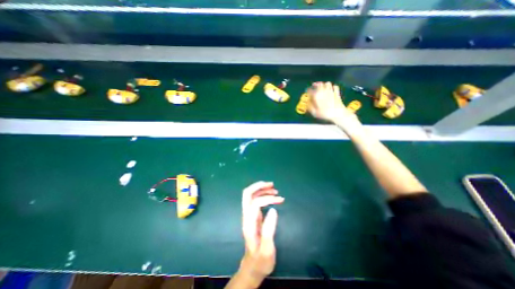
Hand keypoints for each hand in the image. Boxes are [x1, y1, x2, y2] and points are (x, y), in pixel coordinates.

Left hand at [238, 180, 282, 286]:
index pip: (255, 203)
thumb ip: (269, 229)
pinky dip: (263, 194)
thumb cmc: (261, 260)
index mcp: (249, 223)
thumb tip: (273, 210)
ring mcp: (249, 215)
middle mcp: (246, 215)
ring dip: (261, 189)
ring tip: (275, 189)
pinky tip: (271, 196)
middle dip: (258, 186)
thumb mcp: (267, 249)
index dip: (268, 198)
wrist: (253, 267)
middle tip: (272, 184)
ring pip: (251, 195)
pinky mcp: (253, 216)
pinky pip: (255, 200)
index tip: (280, 200)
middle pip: (247, 194)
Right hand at [307, 81, 358, 125]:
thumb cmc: (325, 114)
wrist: (338, 113)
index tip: (307, 91)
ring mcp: (331, 91)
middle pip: (319, 84)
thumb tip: (307, 103)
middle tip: (314, 85)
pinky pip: (335, 86)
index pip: (310, 90)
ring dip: (324, 84)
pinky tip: (331, 88)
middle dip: (316, 84)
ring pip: (327, 83)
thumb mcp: (314, 112)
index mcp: (316, 96)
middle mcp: (323, 91)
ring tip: (322, 86)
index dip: (308, 90)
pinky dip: (333, 86)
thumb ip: (310, 107)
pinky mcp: (337, 93)